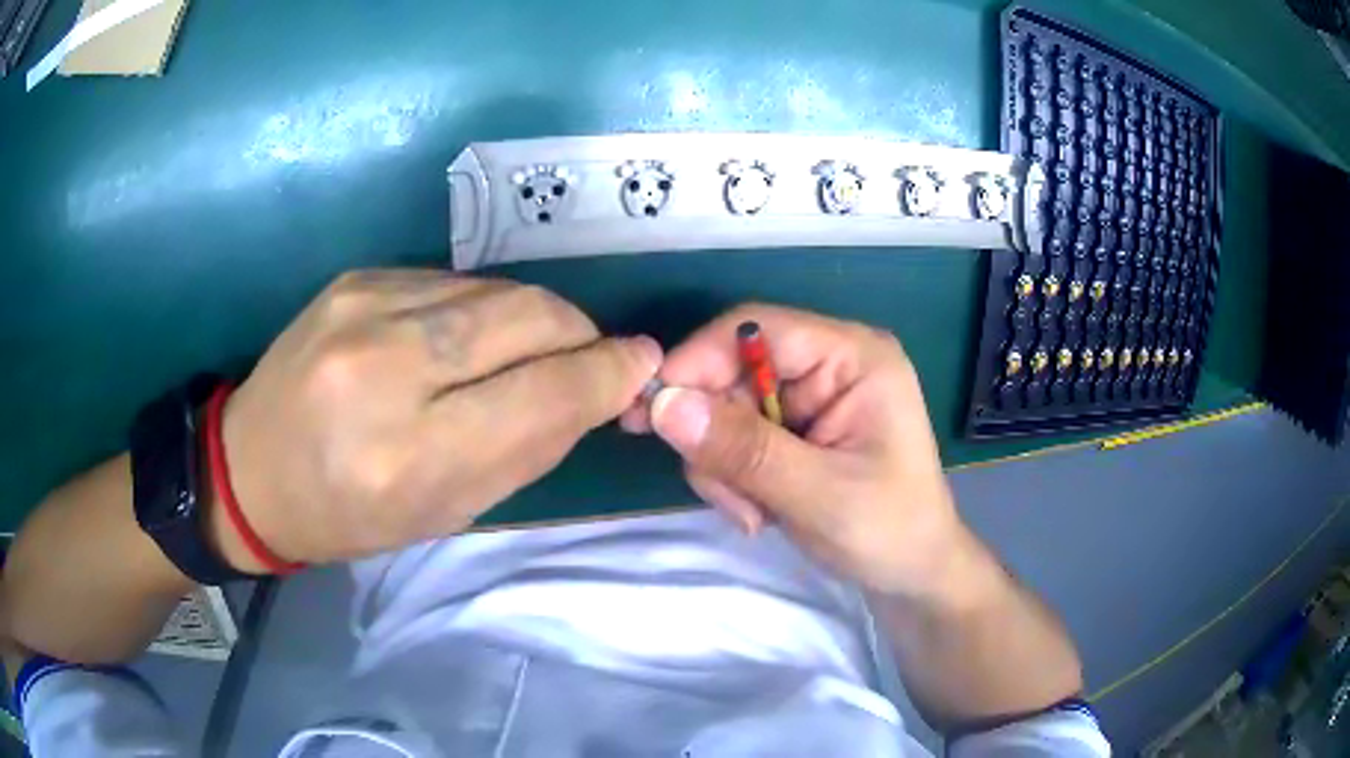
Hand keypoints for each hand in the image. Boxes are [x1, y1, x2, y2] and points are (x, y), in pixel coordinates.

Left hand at [213, 270, 660, 568]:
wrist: (249, 466)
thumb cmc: (348, 513)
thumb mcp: (442, 514)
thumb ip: (525, 450)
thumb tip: (596, 389)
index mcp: (409, 457)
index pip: (543, 395)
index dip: (607, 375)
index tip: (642, 365)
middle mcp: (386, 368)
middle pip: (529, 316)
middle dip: (579, 333)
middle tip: (590, 356)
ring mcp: (365, 308)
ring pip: (497, 289)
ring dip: (533, 318)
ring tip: (525, 351)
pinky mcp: (355, 277)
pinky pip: (453, 281)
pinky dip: (482, 308)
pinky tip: (464, 337)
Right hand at [621, 304, 967, 598]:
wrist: (912, 576)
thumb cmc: (889, 531)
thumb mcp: (819, 494)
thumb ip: (744, 450)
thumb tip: (664, 405)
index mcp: (854, 357)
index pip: (756, 329)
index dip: (698, 361)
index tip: (649, 410)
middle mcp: (829, 366)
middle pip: (733, 372)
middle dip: (716, 436)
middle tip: (723, 494)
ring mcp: (810, 400)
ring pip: (726, 411)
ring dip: (724, 467)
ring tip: (754, 515)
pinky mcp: (794, 431)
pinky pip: (735, 439)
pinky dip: (733, 478)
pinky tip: (759, 513)